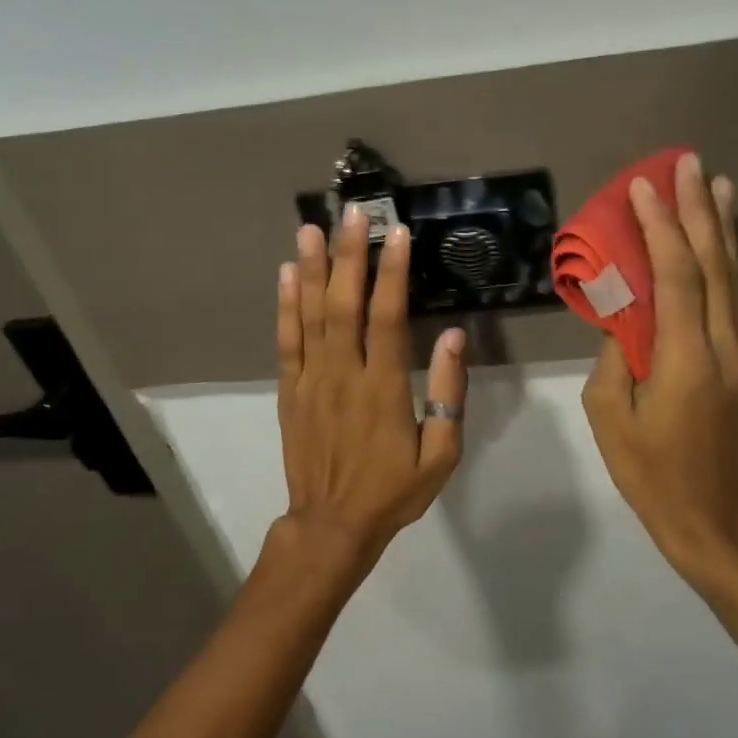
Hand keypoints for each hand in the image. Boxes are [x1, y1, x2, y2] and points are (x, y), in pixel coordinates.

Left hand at [275, 208, 468, 573]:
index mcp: (383, 387)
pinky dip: (285, 306)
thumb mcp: (441, 454)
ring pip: (310, 314)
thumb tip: (452, 337)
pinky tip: (286, 275)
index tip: (397, 232)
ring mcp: (311, 380)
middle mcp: (343, 374)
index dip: (392, 271)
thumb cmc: (393, 490)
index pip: (387, 317)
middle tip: (351, 212)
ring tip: (310, 227)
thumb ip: (447, 394)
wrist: (331, 525)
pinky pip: (286, 341)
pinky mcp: (290, 390)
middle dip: (349, 254)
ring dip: (311, 268)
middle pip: (344, 303)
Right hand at [581, 153, 737, 582]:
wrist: (709, 513)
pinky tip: (722, 238)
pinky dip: (727, 259)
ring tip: (716, 182)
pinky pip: (732, 297)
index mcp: (685, 360)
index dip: (661, 228)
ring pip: (731, 277)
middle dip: (698, 210)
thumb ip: (615, 355)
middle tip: (689, 163)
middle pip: (713, 266)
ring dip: (720, 227)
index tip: (644, 186)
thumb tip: (623, 312)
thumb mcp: (609, 416)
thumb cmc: (649, 470)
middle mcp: (721, 346)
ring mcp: (737, 352)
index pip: (676, 278)